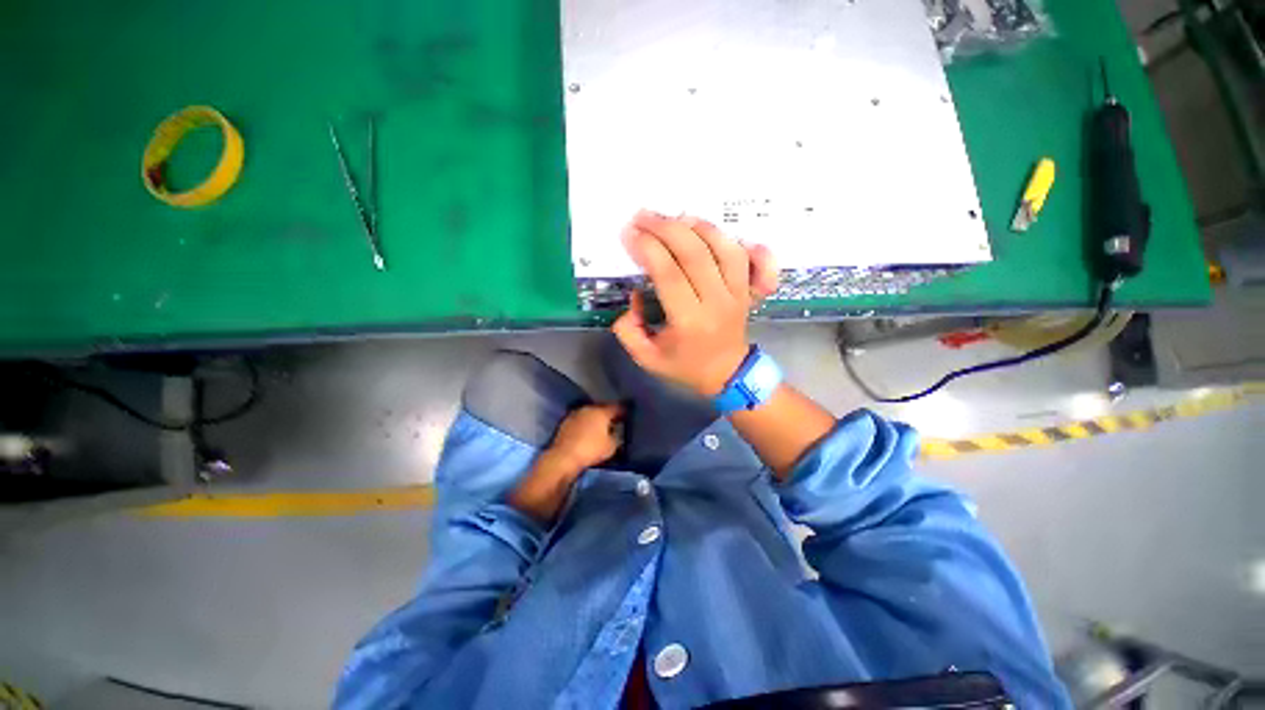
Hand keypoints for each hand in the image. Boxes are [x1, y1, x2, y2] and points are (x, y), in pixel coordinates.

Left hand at [546, 403, 623, 472]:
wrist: (563, 457)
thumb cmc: (591, 450)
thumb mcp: (611, 447)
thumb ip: (616, 438)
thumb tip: (615, 434)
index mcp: (601, 412)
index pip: (616, 407)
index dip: (623, 411)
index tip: (627, 415)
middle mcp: (588, 409)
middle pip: (601, 409)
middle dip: (608, 415)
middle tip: (614, 422)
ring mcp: (574, 415)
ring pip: (589, 414)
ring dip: (594, 420)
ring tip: (599, 429)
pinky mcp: (564, 423)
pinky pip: (580, 421)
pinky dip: (584, 425)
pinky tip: (586, 433)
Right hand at [613, 211, 778, 396]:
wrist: (727, 375)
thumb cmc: (685, 367)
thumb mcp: (647, 358)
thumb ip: (628, 330)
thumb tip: (635, 296)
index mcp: (689, 322)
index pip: (669, 274)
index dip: (648, 248)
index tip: (630, 233)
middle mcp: (717, 303)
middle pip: (695, 254)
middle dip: (666, 228)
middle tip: (644, 216)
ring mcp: (738, 295)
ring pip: (725, 250)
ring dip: (699, 227)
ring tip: (676, 218)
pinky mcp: (749, 291)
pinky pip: (755, 261)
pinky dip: (743, 242)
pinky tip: (722, 234)